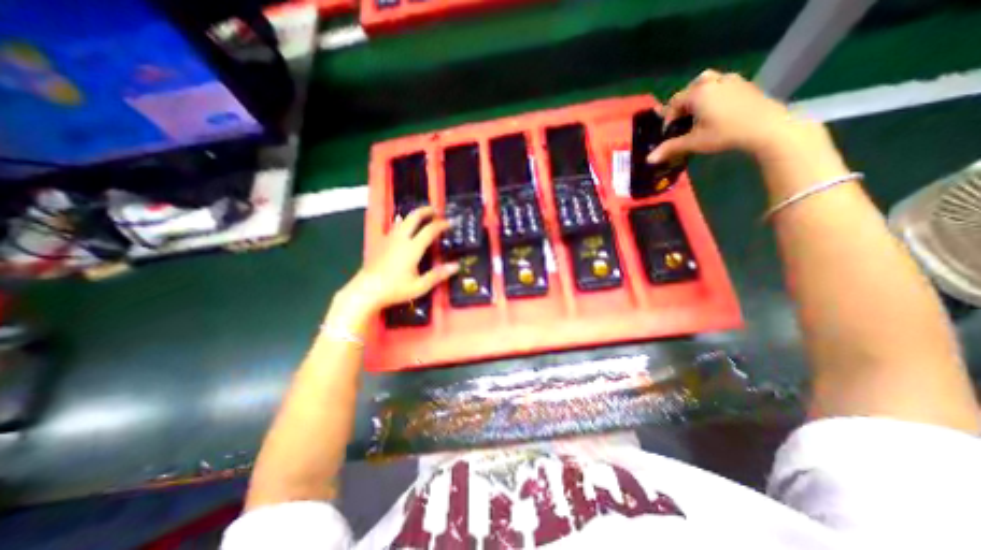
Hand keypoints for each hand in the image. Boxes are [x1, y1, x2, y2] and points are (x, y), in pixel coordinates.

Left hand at [330, 205, 460, 327]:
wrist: (367, 290)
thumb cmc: (395, 289)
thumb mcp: (420, 286)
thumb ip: (438, 275)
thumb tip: (456, 266)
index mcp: (412, 248)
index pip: (429, 230)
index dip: (441, 225)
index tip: (449, 223)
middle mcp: (401, 239)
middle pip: (414, 217)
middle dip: (426, 211)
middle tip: (436, 210)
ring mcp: (389, 239)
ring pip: (403, 220)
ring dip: (414, 215)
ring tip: (423, 215)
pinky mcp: (381, 242)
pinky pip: (394, 226)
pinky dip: (403, 222)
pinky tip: (404, 227)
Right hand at [650, 70, 829, 163]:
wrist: (766, 127)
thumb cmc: (724, 133)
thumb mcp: (693, 142)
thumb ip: (670, 148)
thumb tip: (648, 159)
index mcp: (697, 93)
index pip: (674, 103)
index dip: (667, 119)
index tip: (667, 134)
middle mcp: (713, 81)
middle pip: (690, 89)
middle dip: (683, 104)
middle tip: (681, 120)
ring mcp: (732, 80)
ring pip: (708, 82)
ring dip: (699, 95)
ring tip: (698, 112)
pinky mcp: (745, 85)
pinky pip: (723, 85)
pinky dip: (715, 94)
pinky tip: (717, 110)